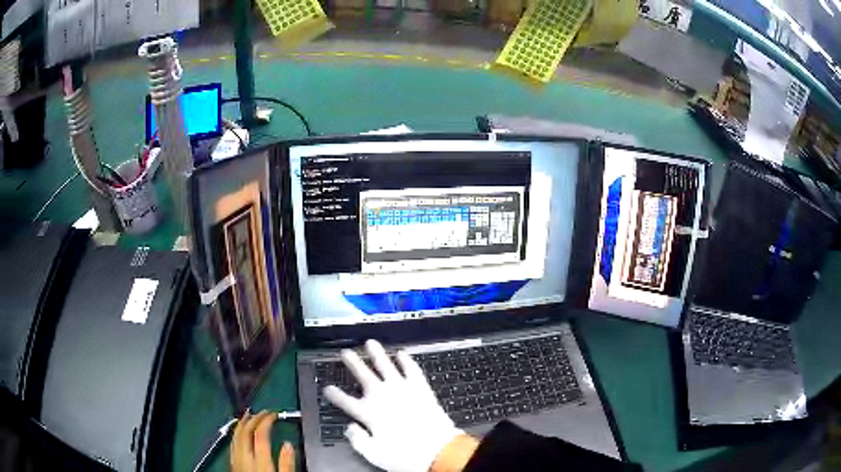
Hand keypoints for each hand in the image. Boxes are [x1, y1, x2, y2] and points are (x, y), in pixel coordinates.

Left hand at [231, 411, 294, 471]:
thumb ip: (287, 463)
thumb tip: (288, 444)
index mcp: (260, 461)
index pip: (260, 434)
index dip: (266, 420)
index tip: (274, 414)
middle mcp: (244, 457)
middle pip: (246, 432)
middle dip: (254, 418)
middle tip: (263, 412)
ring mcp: (236, 460)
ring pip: (236, 436)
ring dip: (242, 423)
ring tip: (248, 415)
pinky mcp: (232, 464)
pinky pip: (232, 444)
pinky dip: (236, 434)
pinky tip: (239, 432)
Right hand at [323, 340, 464, 471]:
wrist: (438, 451)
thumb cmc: (405, 455)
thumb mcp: (374, 454)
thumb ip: (357, 440)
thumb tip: (350, 428)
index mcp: (369, 413)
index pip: (345, 401)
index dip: (334, 394)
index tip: (328, 388)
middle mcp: (383, 397)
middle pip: (363, 375)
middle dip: (353, 363)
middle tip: (345, 353)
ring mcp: (403, 390)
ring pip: (386, 366)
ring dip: (377, 354)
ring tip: (370, 343)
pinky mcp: (421, 389)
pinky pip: (412, 370)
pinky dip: (406, 361)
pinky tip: (402, 353)